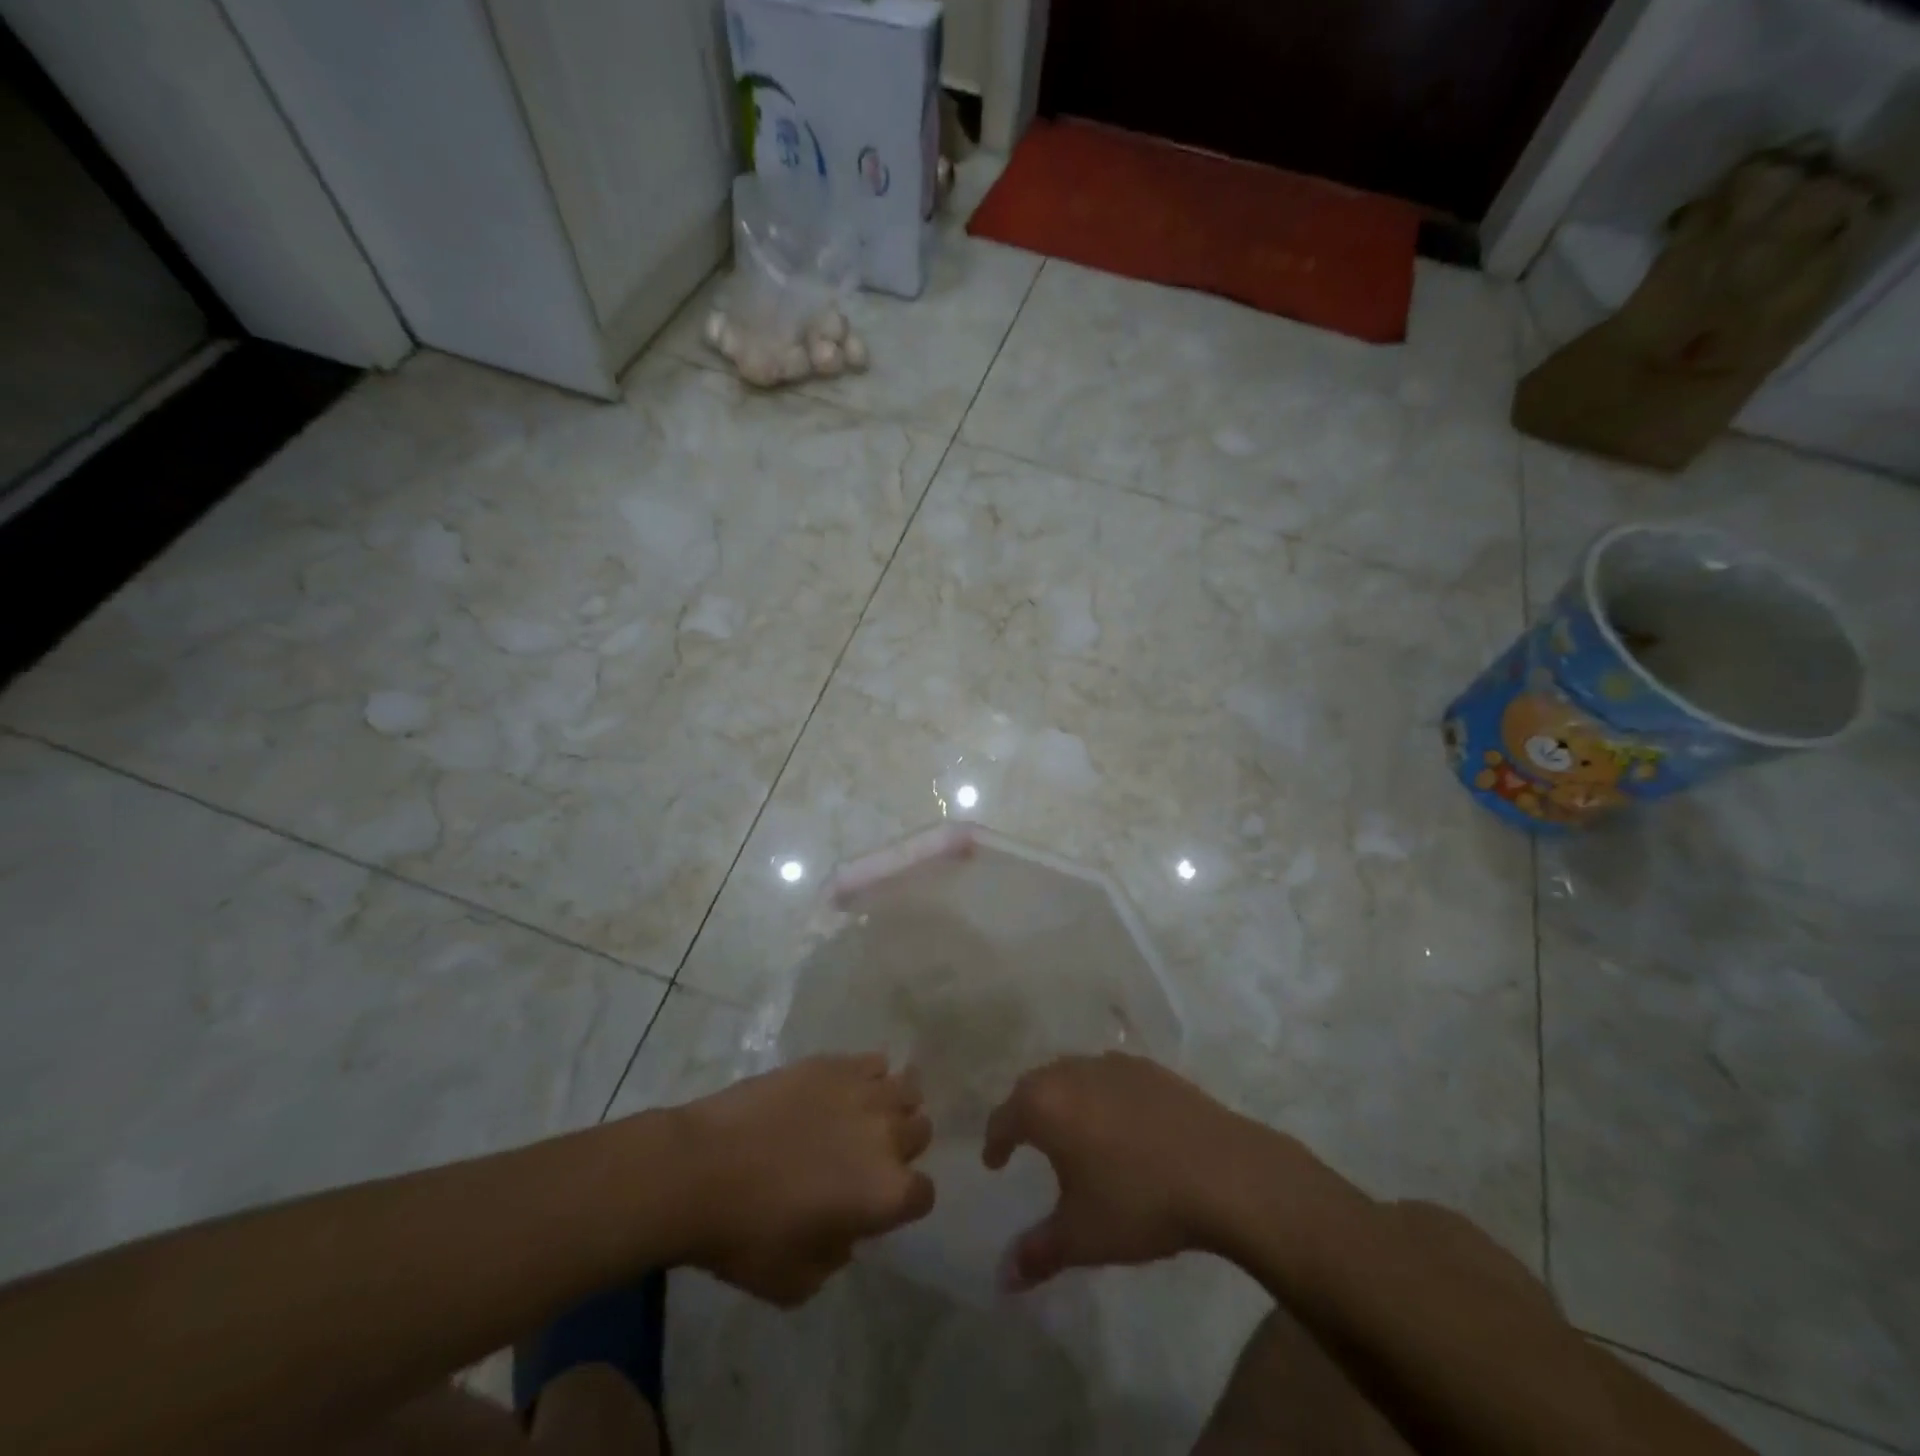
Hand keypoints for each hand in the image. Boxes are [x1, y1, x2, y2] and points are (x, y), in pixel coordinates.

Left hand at [672, 1055, 933, 1305]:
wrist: (701, 1169)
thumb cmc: (748, 1235)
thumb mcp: (798, 1281)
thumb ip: (837, 1255)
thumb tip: (845, 1230)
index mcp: (887, 1193)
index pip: (923, 1193)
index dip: (903, 1203)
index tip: (876, 1206)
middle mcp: (887, 1135)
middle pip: (920, 1131)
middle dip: (902, 1146)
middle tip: (867, 1158)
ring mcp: (862, 1091)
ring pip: (906, 1089)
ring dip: (893, 1105)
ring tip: (864, 1116)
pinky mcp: (834, 1063)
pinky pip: (872, 1061)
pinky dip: (867, 1076)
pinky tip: (842, 1090)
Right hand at [982, 1053, 1272, 1289]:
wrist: (1222, 1171)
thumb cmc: (1139, 1201)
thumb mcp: (1082, 1236)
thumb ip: (1038, 1253)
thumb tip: (1002, 1278)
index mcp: (1046, 1104)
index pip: (1004, 1117)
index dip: (995, 1141)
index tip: (995, 1161)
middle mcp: (1072, 1072)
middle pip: (1035, 1086)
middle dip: (1025, 1112)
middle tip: (1025, 1140)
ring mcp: (1113, 1065)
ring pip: (1072, 1074)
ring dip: (1063, 1098)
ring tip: (1071, 1130)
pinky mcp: (1149, 1068)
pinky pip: (1109, 1076)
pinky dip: (1100, 1094)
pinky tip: (1118, 1122)